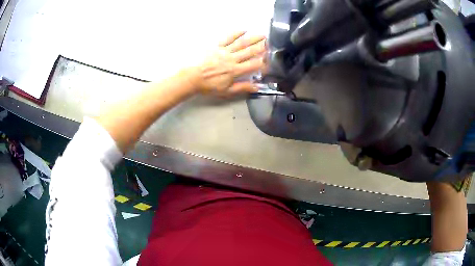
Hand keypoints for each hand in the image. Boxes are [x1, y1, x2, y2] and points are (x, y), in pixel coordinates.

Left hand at [190, 32, 265, 96]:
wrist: (192, 78)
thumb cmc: (209, 86)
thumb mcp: (227, 91)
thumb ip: (242, 88)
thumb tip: (257, 87)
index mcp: (236, 71)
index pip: (254, 65)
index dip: (263, 62)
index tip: (270, 60)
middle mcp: (232, 59)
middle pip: (250, 52)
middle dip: (261, 47)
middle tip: (271, 42)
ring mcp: (225, 51)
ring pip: (241, 43)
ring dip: (253, 38)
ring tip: (262, 35)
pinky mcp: (217, 46)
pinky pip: (228, 38)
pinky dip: (236, 33)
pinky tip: (243, 30)